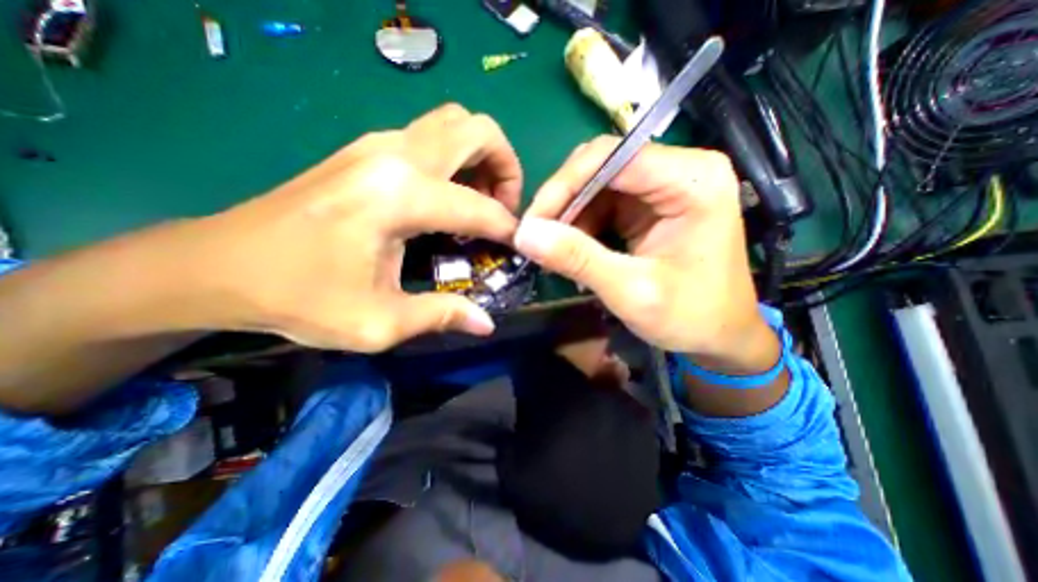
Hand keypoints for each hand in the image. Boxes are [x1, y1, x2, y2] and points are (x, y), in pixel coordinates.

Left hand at [182, 103, 522, 349]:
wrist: (217, 265)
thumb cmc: (298, 298)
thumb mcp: (378, 322)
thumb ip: (441, 316)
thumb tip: (486, 323)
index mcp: (400, 197)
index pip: (479, 207)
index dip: (508, 229)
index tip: (519, 246)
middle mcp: (394, 156)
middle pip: (476, 129)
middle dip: (506, 166)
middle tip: (504, 207)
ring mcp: (377, 144)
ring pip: (455, 124)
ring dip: (481, 157)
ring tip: (481, 201)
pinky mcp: (366, 149)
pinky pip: (431, 136)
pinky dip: (457, 159)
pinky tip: (448, 197)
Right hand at [515, 137, 763, 361]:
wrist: (721, 336)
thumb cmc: (691, 316)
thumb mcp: (631, 292)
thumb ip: (579, 259)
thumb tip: (524, 234)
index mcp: (692, 179)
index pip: (612, 156)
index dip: (564, 185)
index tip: (532, 223)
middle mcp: (679, 170)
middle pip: (601, 165)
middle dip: (563, 201)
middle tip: (536, 237)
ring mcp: (664, 186)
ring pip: (596, 184)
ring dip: (569, 215)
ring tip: (552, 250)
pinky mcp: (650, 205)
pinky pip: (602, 203)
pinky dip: (580, 225)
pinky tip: (573, 250)